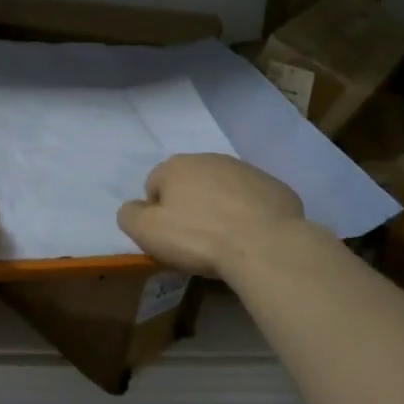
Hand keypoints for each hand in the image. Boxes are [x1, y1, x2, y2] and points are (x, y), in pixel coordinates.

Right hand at [116, 154, 305, 277]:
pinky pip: (252, 199)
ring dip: (219, 207)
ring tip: (226, 239)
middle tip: (196, 239)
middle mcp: (210, 159)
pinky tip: (252, 236)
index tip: (170, 237)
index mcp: (176, 166)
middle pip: (189, 184)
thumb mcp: (148, 232)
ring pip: (222, 188)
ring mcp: (246, 170)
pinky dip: (249, 213)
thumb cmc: (199, 237)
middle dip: (189, 205)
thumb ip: (129, 216)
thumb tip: (132, 208)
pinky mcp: (274, 186)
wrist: (265, 244)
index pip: (154, 186)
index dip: (157, 213)